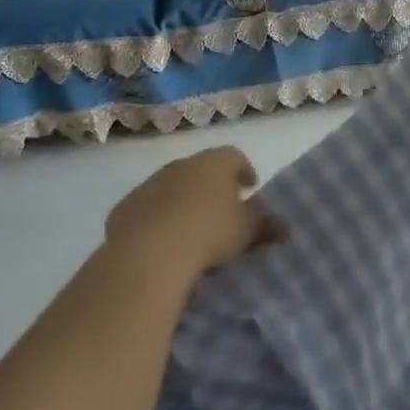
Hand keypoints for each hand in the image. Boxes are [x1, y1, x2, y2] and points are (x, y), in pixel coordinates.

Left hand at [103, 146, 284, 283]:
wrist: (148, 253)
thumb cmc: (209, 233)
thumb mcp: (246, 232)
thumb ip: (266, 226)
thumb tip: (284, 227)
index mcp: (215, 163)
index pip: (235, 156)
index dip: (244, 170)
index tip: (249, 188)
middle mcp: (182, 165)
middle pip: (202, 169)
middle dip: (212, 186)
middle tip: (221, 210)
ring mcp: (150, 184)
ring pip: (172, 187)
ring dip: (182, 201)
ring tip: (191, 228)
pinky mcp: (125, 206)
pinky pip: (147, 208)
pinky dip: (156, 217)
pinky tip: (161, 240)